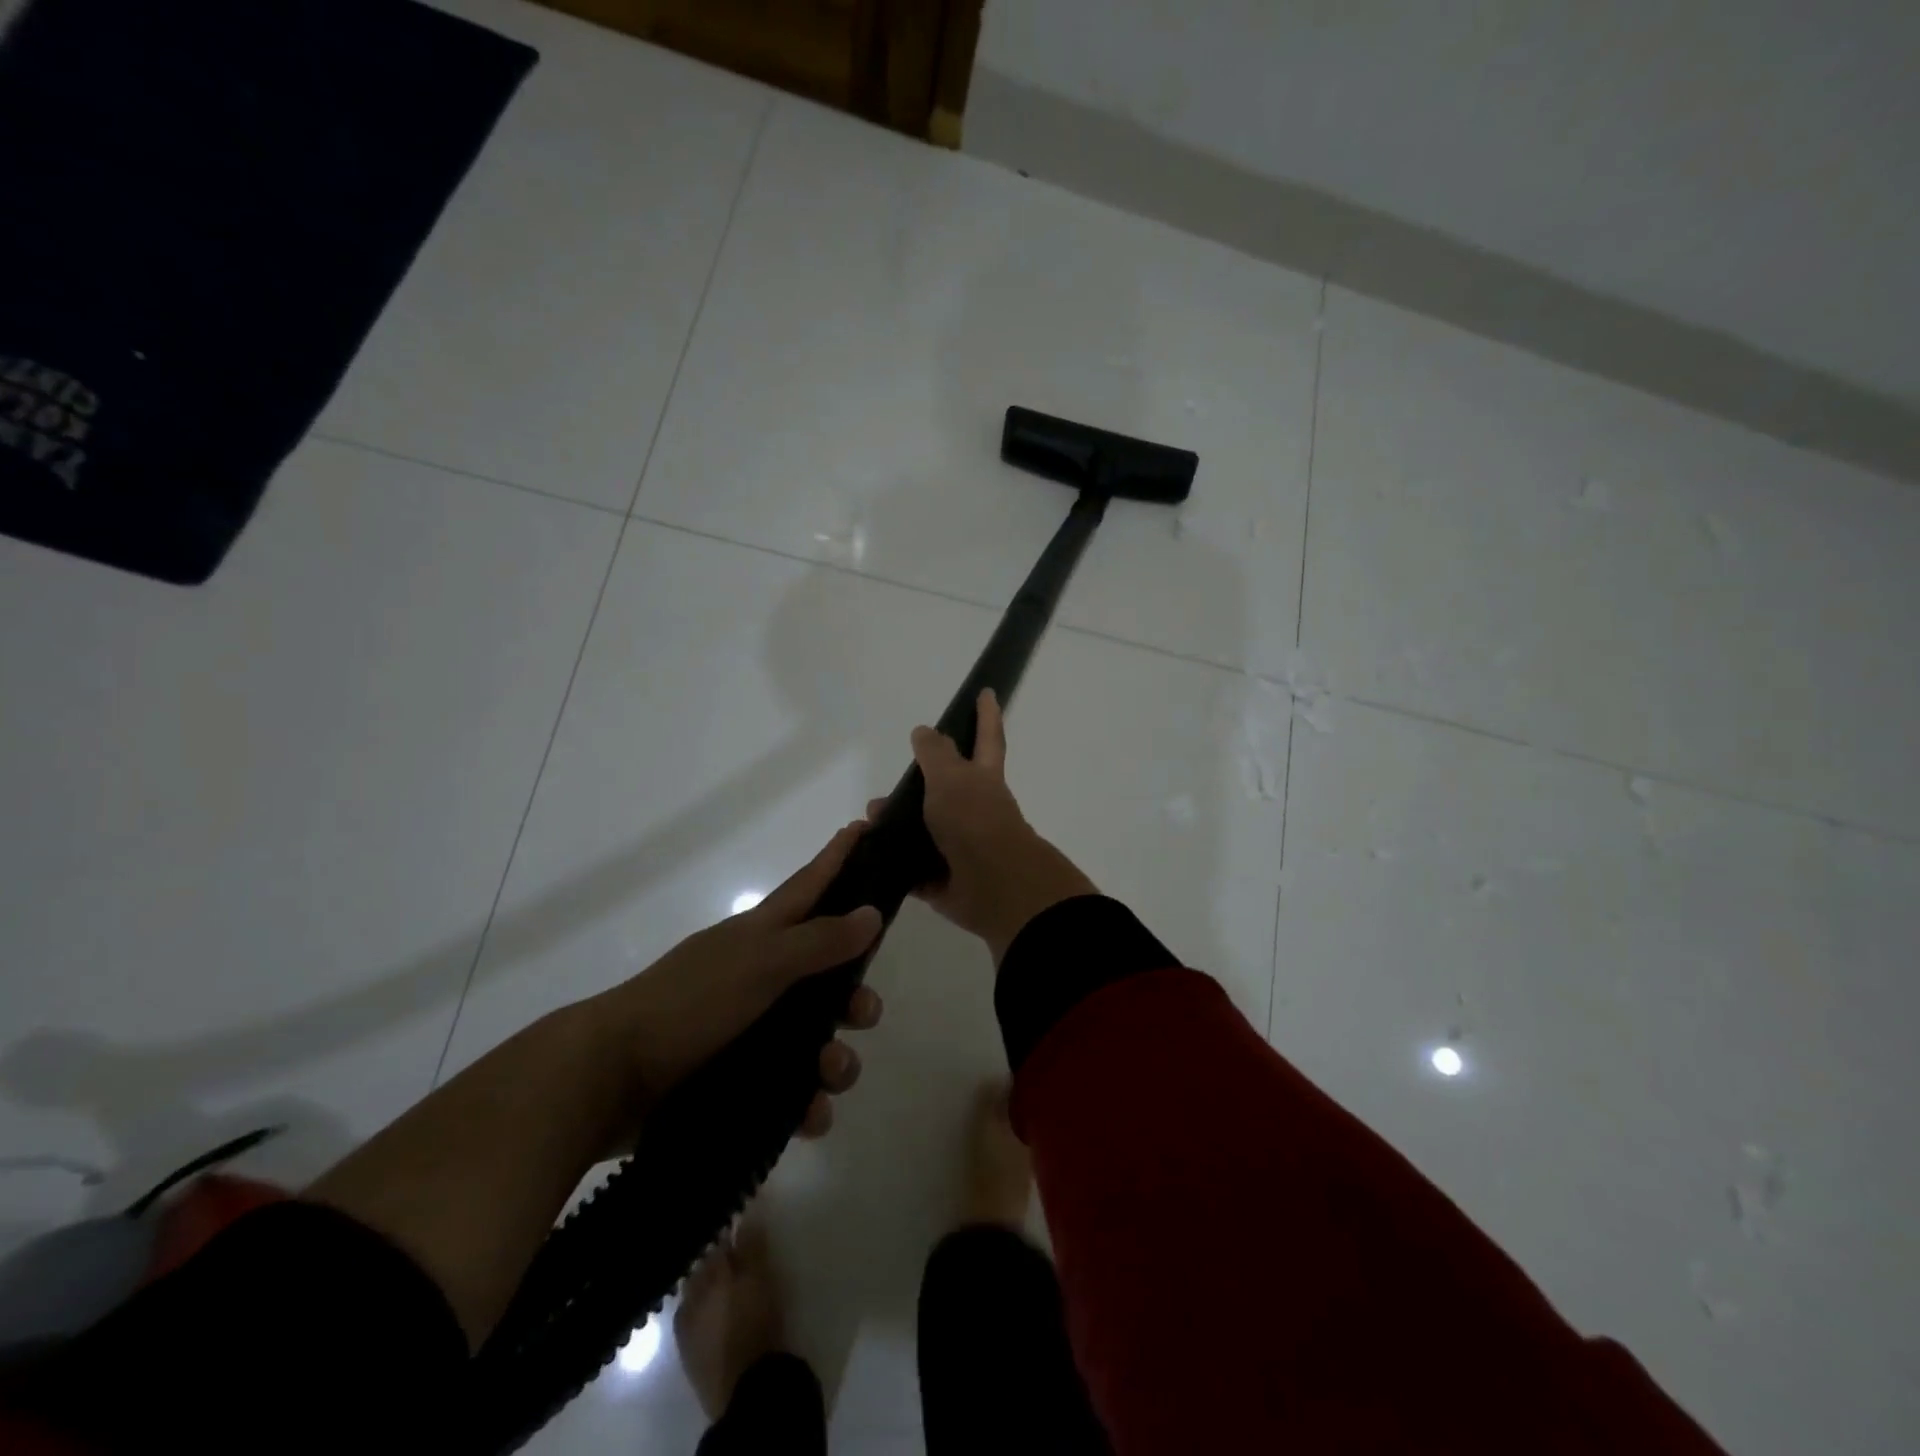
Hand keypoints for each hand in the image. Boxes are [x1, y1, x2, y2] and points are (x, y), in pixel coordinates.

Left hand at [603, 823, 883, 1141]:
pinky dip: (807, 1103)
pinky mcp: (741, 1081)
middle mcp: (761, 976)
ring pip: (817, 1037)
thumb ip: (818, 941)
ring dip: (836, 1058)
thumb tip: (872, 913)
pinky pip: (792, 1091)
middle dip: (855, 992)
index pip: (811, 885)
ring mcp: (751, 1030)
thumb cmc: (691, 1002)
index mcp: (761, 936)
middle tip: (864, 1010)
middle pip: (827, 973)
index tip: (868, 828)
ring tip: (829, 1073)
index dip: (839, 857)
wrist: (611, 1076)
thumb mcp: (760, 963)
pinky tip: (809, 1114)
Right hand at [871, 689, 1095, 964]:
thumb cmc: (974, 819)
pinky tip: (868, 856)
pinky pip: (914, 869)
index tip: (987, 692)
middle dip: (917, 787)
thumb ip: (935, 753)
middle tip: (884, 791)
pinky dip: (893, 863)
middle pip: (944, 790)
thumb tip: (924, 731)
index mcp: (982, 779)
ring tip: (867, 824)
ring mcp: (961, 845)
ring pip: (923, 830)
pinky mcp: (944, 879)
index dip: (986, 714)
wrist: (992, 885)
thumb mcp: (951, 776)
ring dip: (896, 826)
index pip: (986, 737)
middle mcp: (974, 809)